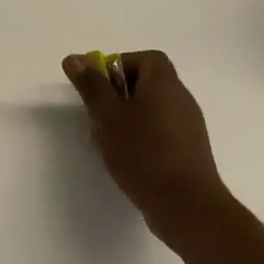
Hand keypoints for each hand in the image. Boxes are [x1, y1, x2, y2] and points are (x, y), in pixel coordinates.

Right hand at [62, 50, 228, 219]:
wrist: (186, 205)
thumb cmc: (143, 154)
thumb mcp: (108, 116)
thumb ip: (91, 86)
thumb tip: (75, 58)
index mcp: (165, 84)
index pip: (146, 58)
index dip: (120, 66)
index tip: (100, 88)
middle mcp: (181, 99)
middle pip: (147, 83)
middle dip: (118, 96)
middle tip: (98, 116)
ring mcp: (188, 126)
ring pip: (152, 110)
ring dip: (127, 119)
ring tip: (108, 142)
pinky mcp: (188, 151)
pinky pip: (161, 132)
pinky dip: (141, 137)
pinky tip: (126, 160)